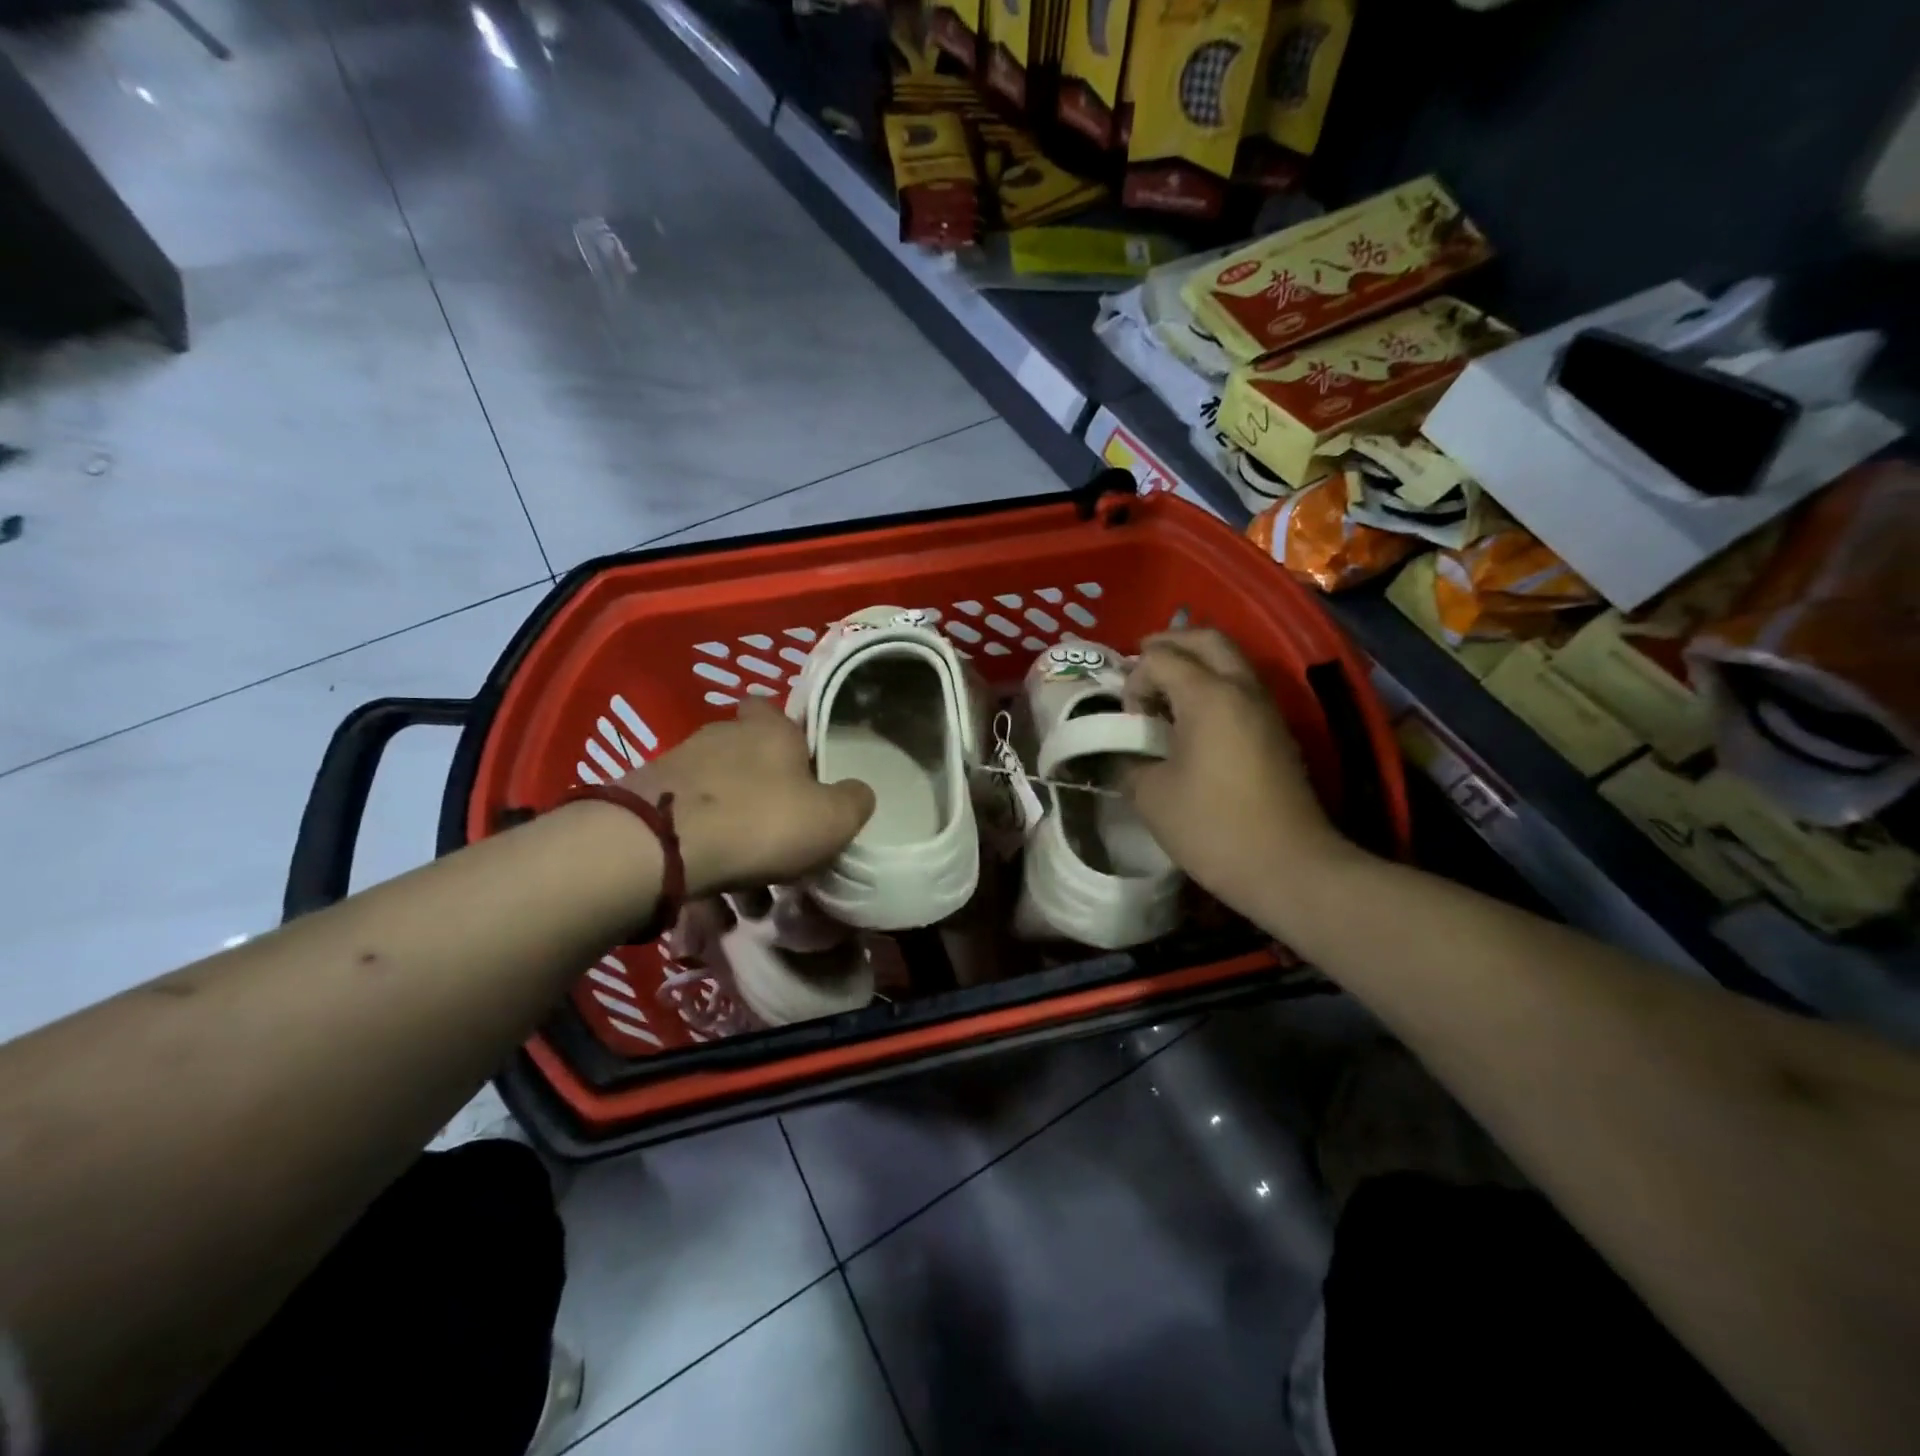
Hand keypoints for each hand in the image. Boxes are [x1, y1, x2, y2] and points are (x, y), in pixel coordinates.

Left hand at [619, 701, 874, 898]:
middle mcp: (720, 735)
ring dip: (731, 830)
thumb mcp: (832, 818)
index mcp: (768, 729)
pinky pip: (686, 825)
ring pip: (715, 797)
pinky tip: (711, 890)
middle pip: (744, 756)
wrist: (657, 846)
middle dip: (760, 790)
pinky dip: (701, 851)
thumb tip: (857, 792)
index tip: (798, 767)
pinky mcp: (644, 799)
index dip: (785, 733)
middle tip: (778, 833)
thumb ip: (854, 801)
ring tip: (746, 884)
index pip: (771, 707)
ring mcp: (677, 764)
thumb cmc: (760, 821)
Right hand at [1122, 629, 1367, 918]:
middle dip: (1168, 644)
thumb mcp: (1152, 796)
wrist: (1289, 868)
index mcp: (1209, 696)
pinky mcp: (1277, 732)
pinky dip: (1213, 686)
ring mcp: (1266, 708)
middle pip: (1206, 639)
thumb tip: (1127, 754)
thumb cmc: (1213, 828)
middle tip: (1141, 664)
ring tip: (1164, 691)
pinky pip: (1241, 687)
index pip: (1161, 659)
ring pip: (1230, 660)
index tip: (1128, 720)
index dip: (1134, 681)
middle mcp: (1242, 689)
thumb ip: (1130, 762)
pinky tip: (1193, 720)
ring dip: (1194, 663)